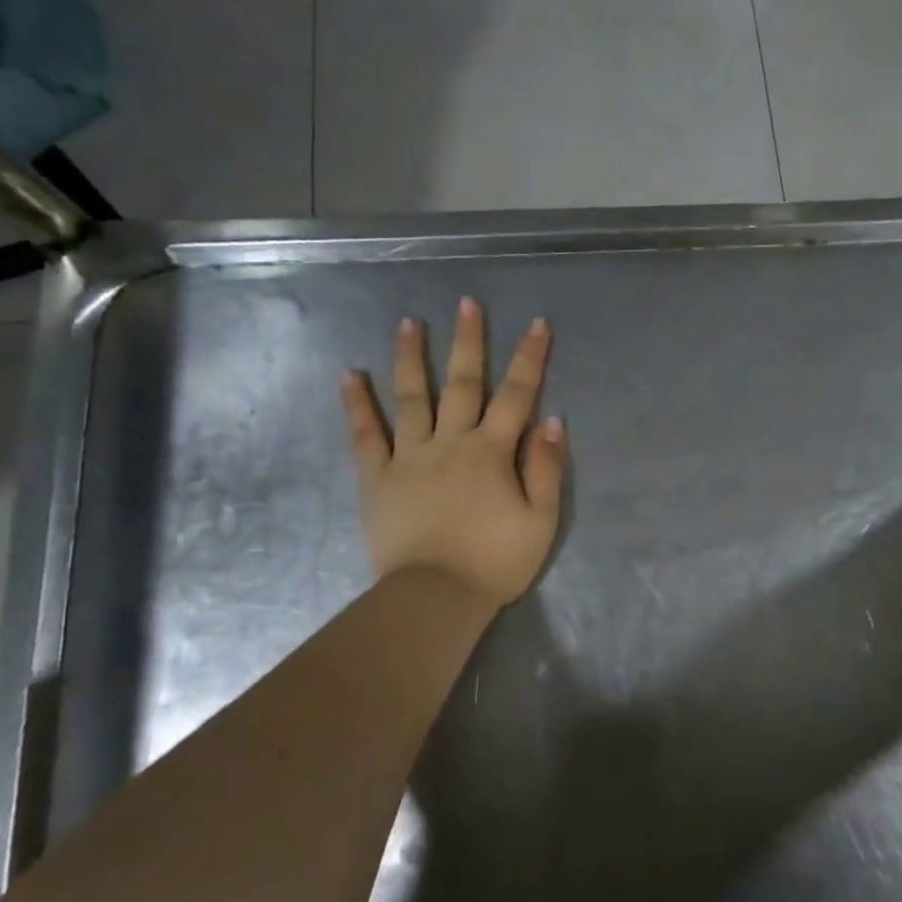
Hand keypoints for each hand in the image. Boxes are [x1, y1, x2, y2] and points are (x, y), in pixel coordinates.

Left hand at [341, 299, 566, 611]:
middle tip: (467, 302)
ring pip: (411, 398)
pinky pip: (365, 435)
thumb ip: (547, 469)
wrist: (435, 598)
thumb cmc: (494, 562)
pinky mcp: (377, 478)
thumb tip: (552, 420)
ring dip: (411, 358)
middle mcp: (450, 442)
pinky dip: (356, 404)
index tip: (537, 324)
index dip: (530, 358)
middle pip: (463, 383)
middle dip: (469, 341)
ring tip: (409, 322)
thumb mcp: (540, 521)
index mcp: (492, 452)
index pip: (516, 395)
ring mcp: (409, 457)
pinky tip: (349, 374)